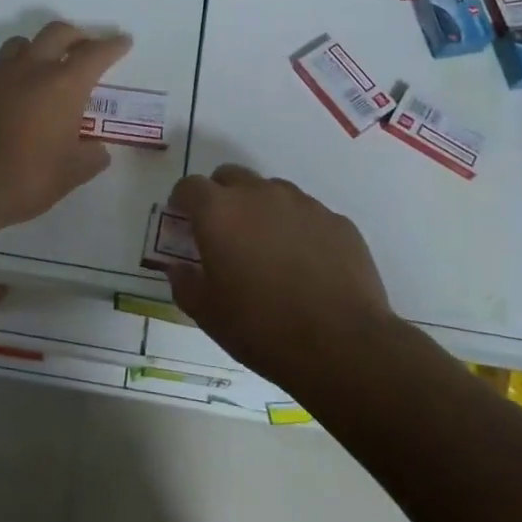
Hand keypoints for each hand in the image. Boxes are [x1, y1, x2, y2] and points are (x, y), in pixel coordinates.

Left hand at [0, 21, 131, 237]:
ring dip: (39, 48)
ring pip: (21, 44)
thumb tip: (98, 150)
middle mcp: (30, 70)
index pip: (95, 54)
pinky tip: (13, 100)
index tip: (123, 40)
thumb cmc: (25, 178)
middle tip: (85, 48)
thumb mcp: (71, 174)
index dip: (113, 45)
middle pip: (57, 33)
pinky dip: (12, 76)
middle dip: (76, 36)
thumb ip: (91, 157)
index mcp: (63, 85)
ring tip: (46, 67)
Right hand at [165, 165, 398, 385]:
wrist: (341, 345)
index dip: (182, 201)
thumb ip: (185, 283)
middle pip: (231, 176)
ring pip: (272, 191)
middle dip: (221, 196)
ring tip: (267, 249)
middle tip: (223, 231)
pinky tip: (305, 263)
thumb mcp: (207, 314)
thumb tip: (179, 268)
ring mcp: (303, 204)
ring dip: (261, 209)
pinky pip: (307, 214)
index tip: (183, 220)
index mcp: (220, 212)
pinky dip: (297, 228)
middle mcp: (260, 195)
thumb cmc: (261, 328)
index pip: (190, 186)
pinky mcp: (337, 221)